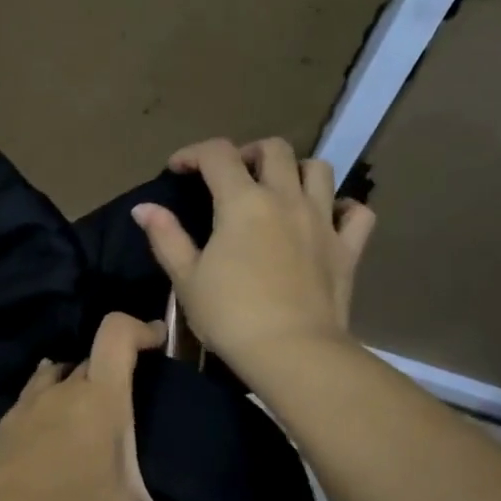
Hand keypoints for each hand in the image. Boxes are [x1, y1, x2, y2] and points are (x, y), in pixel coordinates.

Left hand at [0, 313, 217, 500]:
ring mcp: (23, 412)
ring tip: (98, 419)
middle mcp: (58, 394)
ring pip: (55, 378)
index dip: (140, 327)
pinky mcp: (0, 435)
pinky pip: (31, 403)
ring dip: (78, 386)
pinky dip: (49, 409)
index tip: (158, 343)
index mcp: (98, 401)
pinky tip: (58, 443)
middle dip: (117, 369)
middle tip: (140, 405)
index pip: (115, 333)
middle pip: (90, 358)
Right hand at [132, 137, 374, 373]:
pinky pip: (356, 212)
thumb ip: (166, 237)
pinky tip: (327, 218)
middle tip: (232, 176)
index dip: (193, 153)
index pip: (217, 155)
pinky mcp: (348, 248)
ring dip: (296, 170)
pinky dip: (343, 207)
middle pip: (274, 149)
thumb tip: (143, 208)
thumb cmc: (230, 316)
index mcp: (242, 203)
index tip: (178, 169)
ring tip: (279, 190)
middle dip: (248, 153)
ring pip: (319, 170)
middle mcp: (286, 199)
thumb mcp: (186, 279)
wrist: (291, 351)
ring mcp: (323, 220)